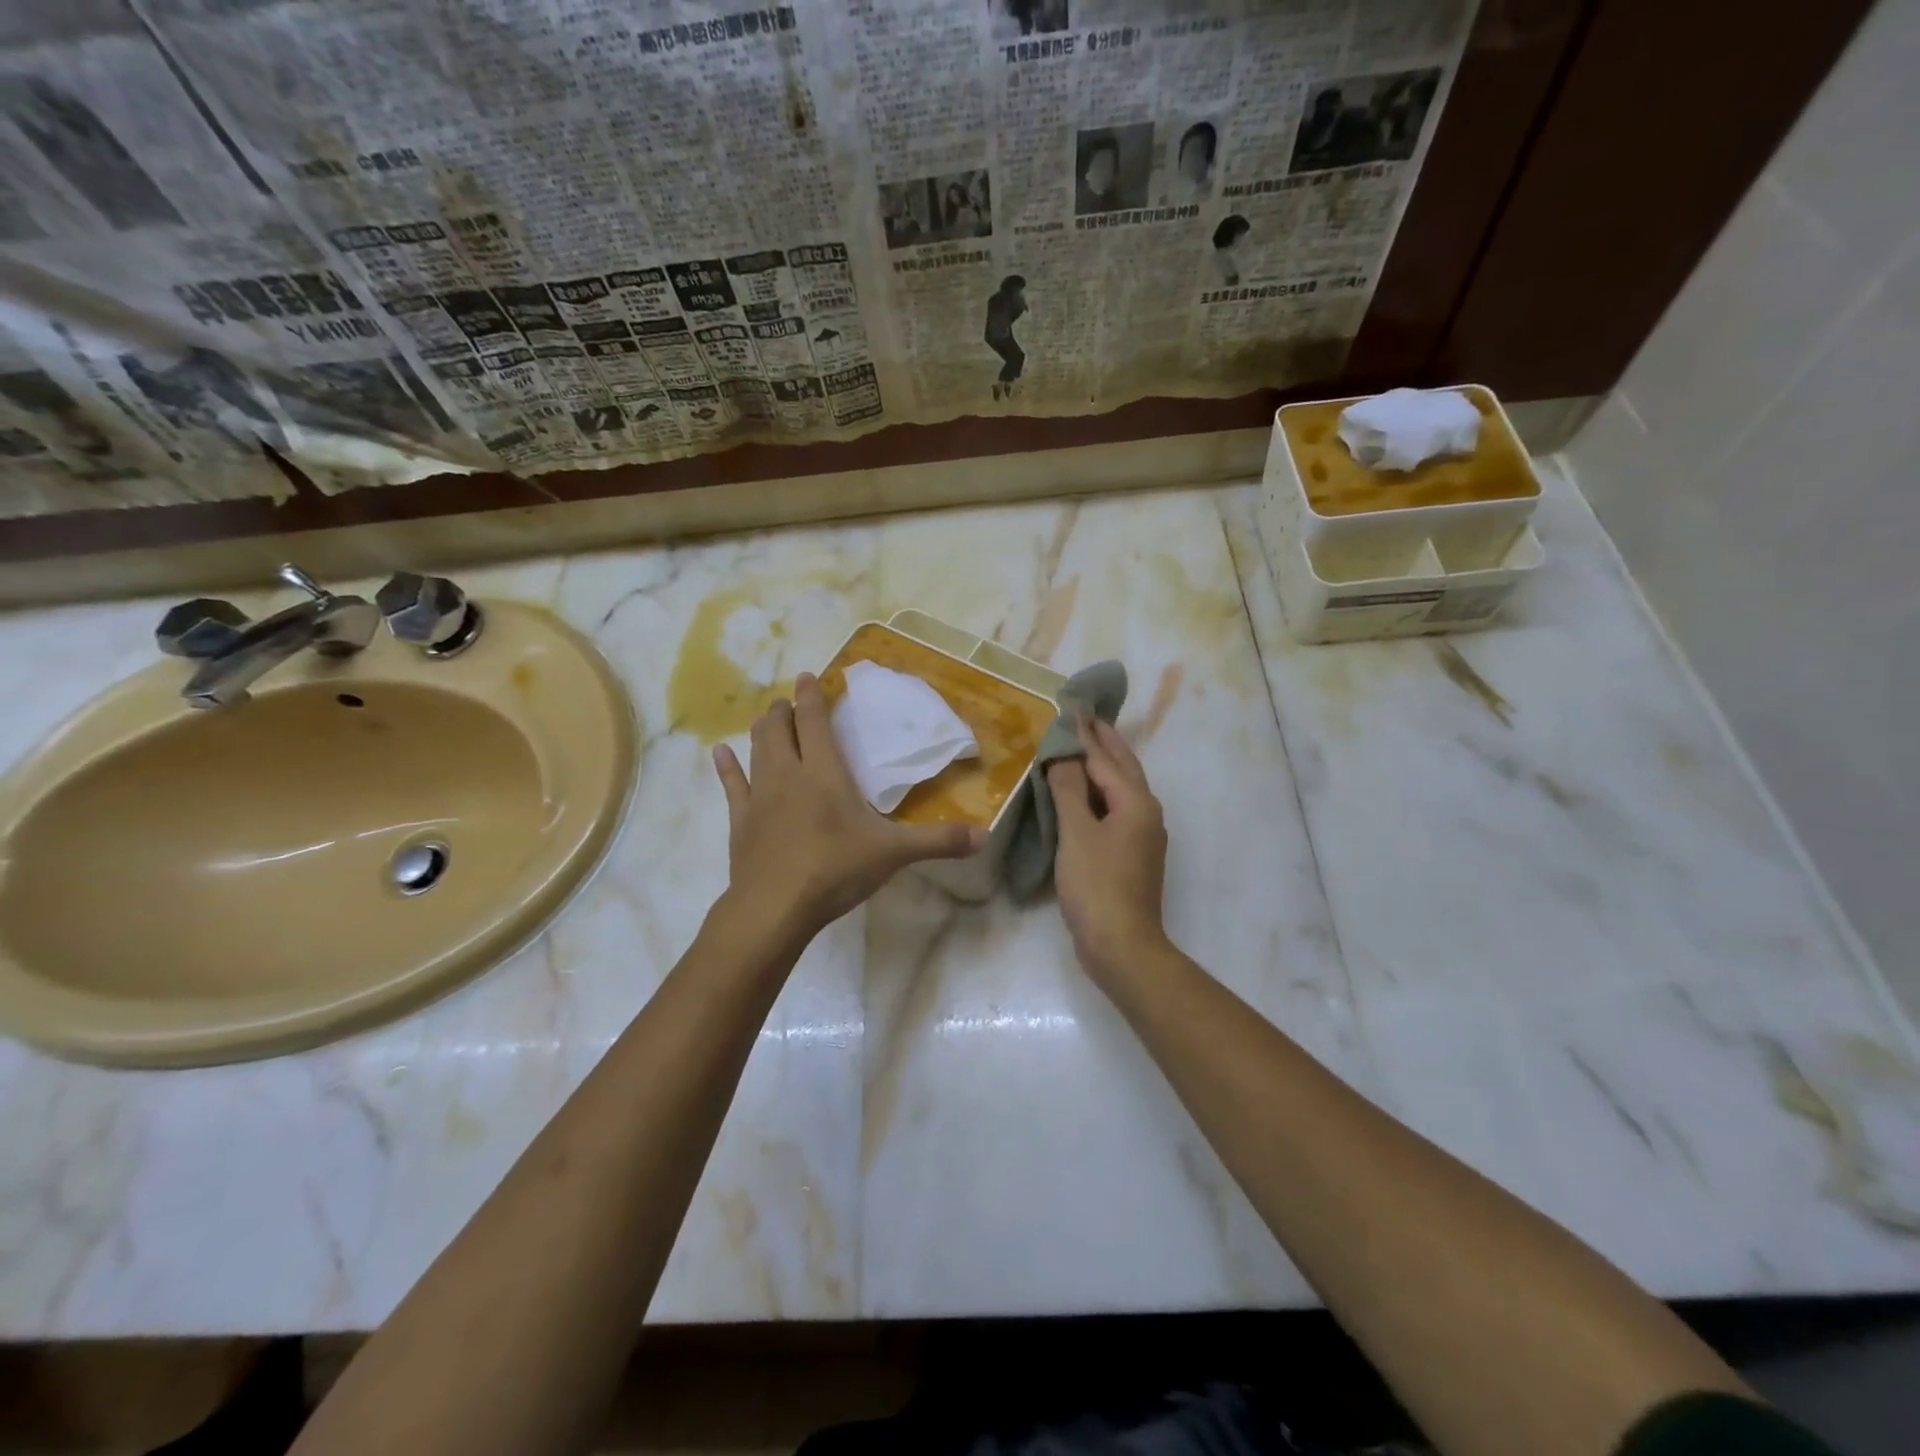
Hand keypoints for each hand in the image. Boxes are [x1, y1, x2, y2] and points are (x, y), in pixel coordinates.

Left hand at [713, 673, 984, 940]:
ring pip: (757, 750)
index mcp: (823, 772)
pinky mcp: (740, 822)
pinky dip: (727, 767)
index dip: (812, 696)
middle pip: (780, 729)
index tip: (809, 676)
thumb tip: (984, 835)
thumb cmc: (835, 869)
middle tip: (790, 700)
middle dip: (785, 710)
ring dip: (762, 730)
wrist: (775, 906)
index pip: (814, 721)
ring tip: (766, 717)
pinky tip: (719, 753)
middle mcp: (787, 774)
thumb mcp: (893, 853)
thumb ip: (938, 841)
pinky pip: (731, 786)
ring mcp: (759, 797)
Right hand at [1046, 715, 1169, 983]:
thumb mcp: (1077, 833)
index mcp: (1135, 802)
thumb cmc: (1097, 885)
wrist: (1122, 945)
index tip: (1072, 706)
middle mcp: (1146, 812)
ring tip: (1084, 746)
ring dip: (1103, 765)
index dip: (1085, 732)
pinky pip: (1116, 809)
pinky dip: (1099, 792)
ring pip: (1122, 788)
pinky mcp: (1132, 854)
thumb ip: (1069, 790)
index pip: (1105, 758)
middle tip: (1085, 715)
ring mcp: (1142, 835)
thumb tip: (1063, 754)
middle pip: (1123, 767)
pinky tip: (1085, 795)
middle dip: (1104, 740)